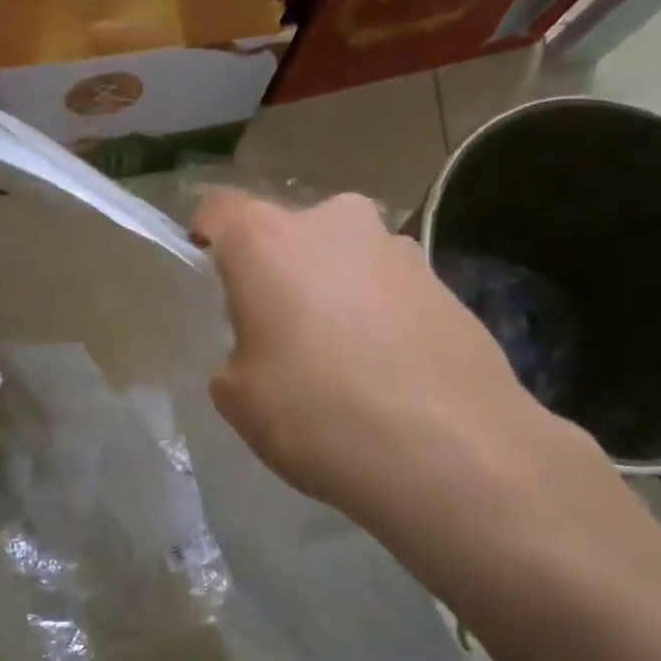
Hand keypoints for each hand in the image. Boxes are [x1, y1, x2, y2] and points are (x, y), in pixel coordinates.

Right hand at [192, 189, 605, 560]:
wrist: (454, 452)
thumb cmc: (319, 415)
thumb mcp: (239, 399)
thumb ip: (235, 356)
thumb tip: (260, 349)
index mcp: (267, 241)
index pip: (219, 208)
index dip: (206, 235)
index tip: (207, 270)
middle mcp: (334, 223)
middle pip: (287, 233)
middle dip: (276, 271)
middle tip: (277, 330)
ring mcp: (397, 248)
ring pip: (342, 258)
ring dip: (331, 291)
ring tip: (340, 359)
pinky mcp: (446, 281)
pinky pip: (386, 288)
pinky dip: (375, 313)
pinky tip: (385, 371)